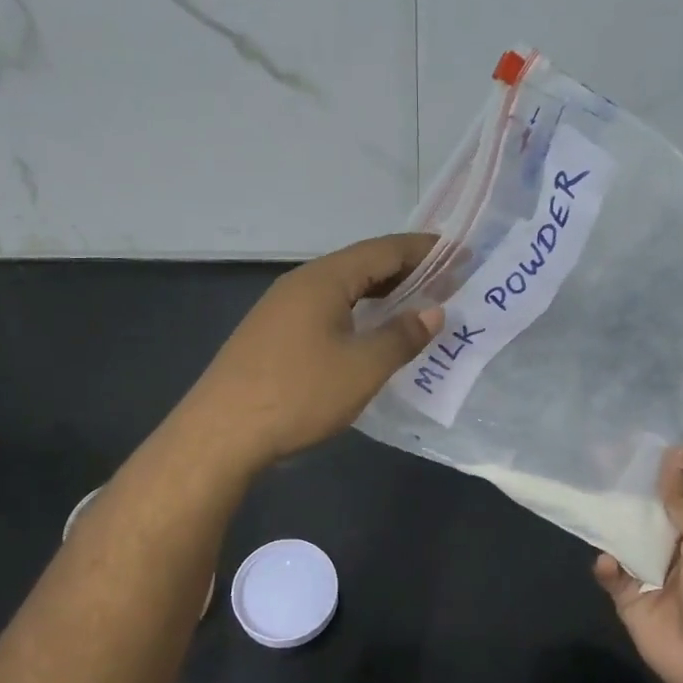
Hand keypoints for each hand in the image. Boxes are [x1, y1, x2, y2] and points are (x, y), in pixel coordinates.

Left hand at [179, 234, 441, 470]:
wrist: (221, 433)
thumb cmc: (299, 393)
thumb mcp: (362, 367)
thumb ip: (402, 336)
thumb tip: (433, 311)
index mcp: (324, 279)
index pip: (384, 250)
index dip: (425, 251)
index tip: (461, 255)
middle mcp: (300, 283)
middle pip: (361, 265)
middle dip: (406, 271)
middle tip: (446, 283)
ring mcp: (280, 309)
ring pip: (341, 290)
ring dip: (380, 294)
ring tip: (415, 307)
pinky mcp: (271, 335)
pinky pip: (325, 310)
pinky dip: (356, 313)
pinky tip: (367, 335)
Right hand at [594, 447, 682, 682]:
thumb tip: (676, 449)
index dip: (665, 459)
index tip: (638, 429)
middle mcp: (677, 539)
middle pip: (647, 502)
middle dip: (626, 480)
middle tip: (598, 450)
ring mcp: (650, 564)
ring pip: (622, 529)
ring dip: (608, 514)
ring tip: (587, 489)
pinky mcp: (628, 592)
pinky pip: (608, 569)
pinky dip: (605, 564)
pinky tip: (610, 563)